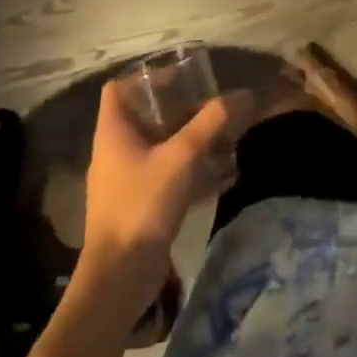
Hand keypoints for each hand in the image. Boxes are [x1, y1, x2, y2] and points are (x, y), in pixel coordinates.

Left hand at [82, 81, 252, 292]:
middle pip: (146, 116)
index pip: (119, 89)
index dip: (146, 77)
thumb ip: (211, 123)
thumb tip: (243, 95)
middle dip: (181, 109)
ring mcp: (127, 181)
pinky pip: (169, 177)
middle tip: (213, 104)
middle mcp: (116, 152)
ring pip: (161, 147)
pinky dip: (194, 171)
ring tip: (226, 136)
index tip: (180, 76)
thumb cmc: (142, 204)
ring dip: (192, 141)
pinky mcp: (140, 206)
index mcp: (114, 132)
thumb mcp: (182, 156)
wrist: (119, 279)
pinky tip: (225, 176)